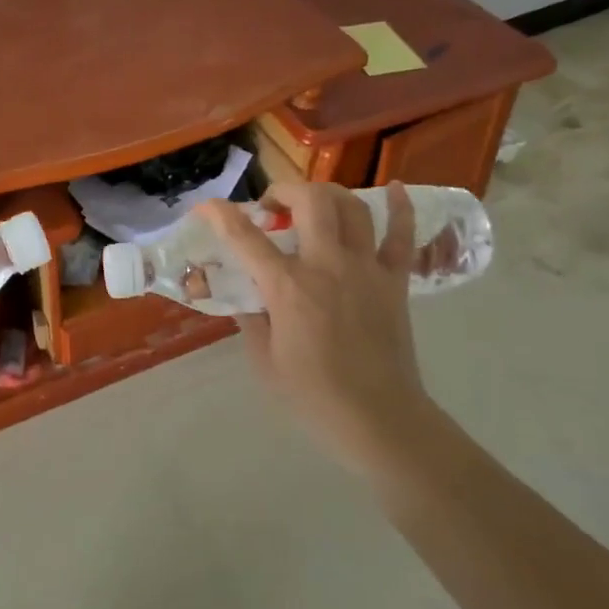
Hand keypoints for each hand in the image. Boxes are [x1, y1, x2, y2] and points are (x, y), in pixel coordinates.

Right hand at [198, 182, 431, 480]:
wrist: (379, 420)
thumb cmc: (314, 396)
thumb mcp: (264, 360)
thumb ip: (251, 318)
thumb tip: (246, 295)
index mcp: (288, 288)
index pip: (246, 238)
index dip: (220, 215)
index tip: (206, 206)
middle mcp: (327, 265)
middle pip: (310, 201)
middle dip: (285, 192)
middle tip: (272, 209)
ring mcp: (366, 269)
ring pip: (352, 207)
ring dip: (328, 195)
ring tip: (313, 206)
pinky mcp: (395, 281)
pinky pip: (402, 236)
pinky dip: (401, 208)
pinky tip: (398, 188)